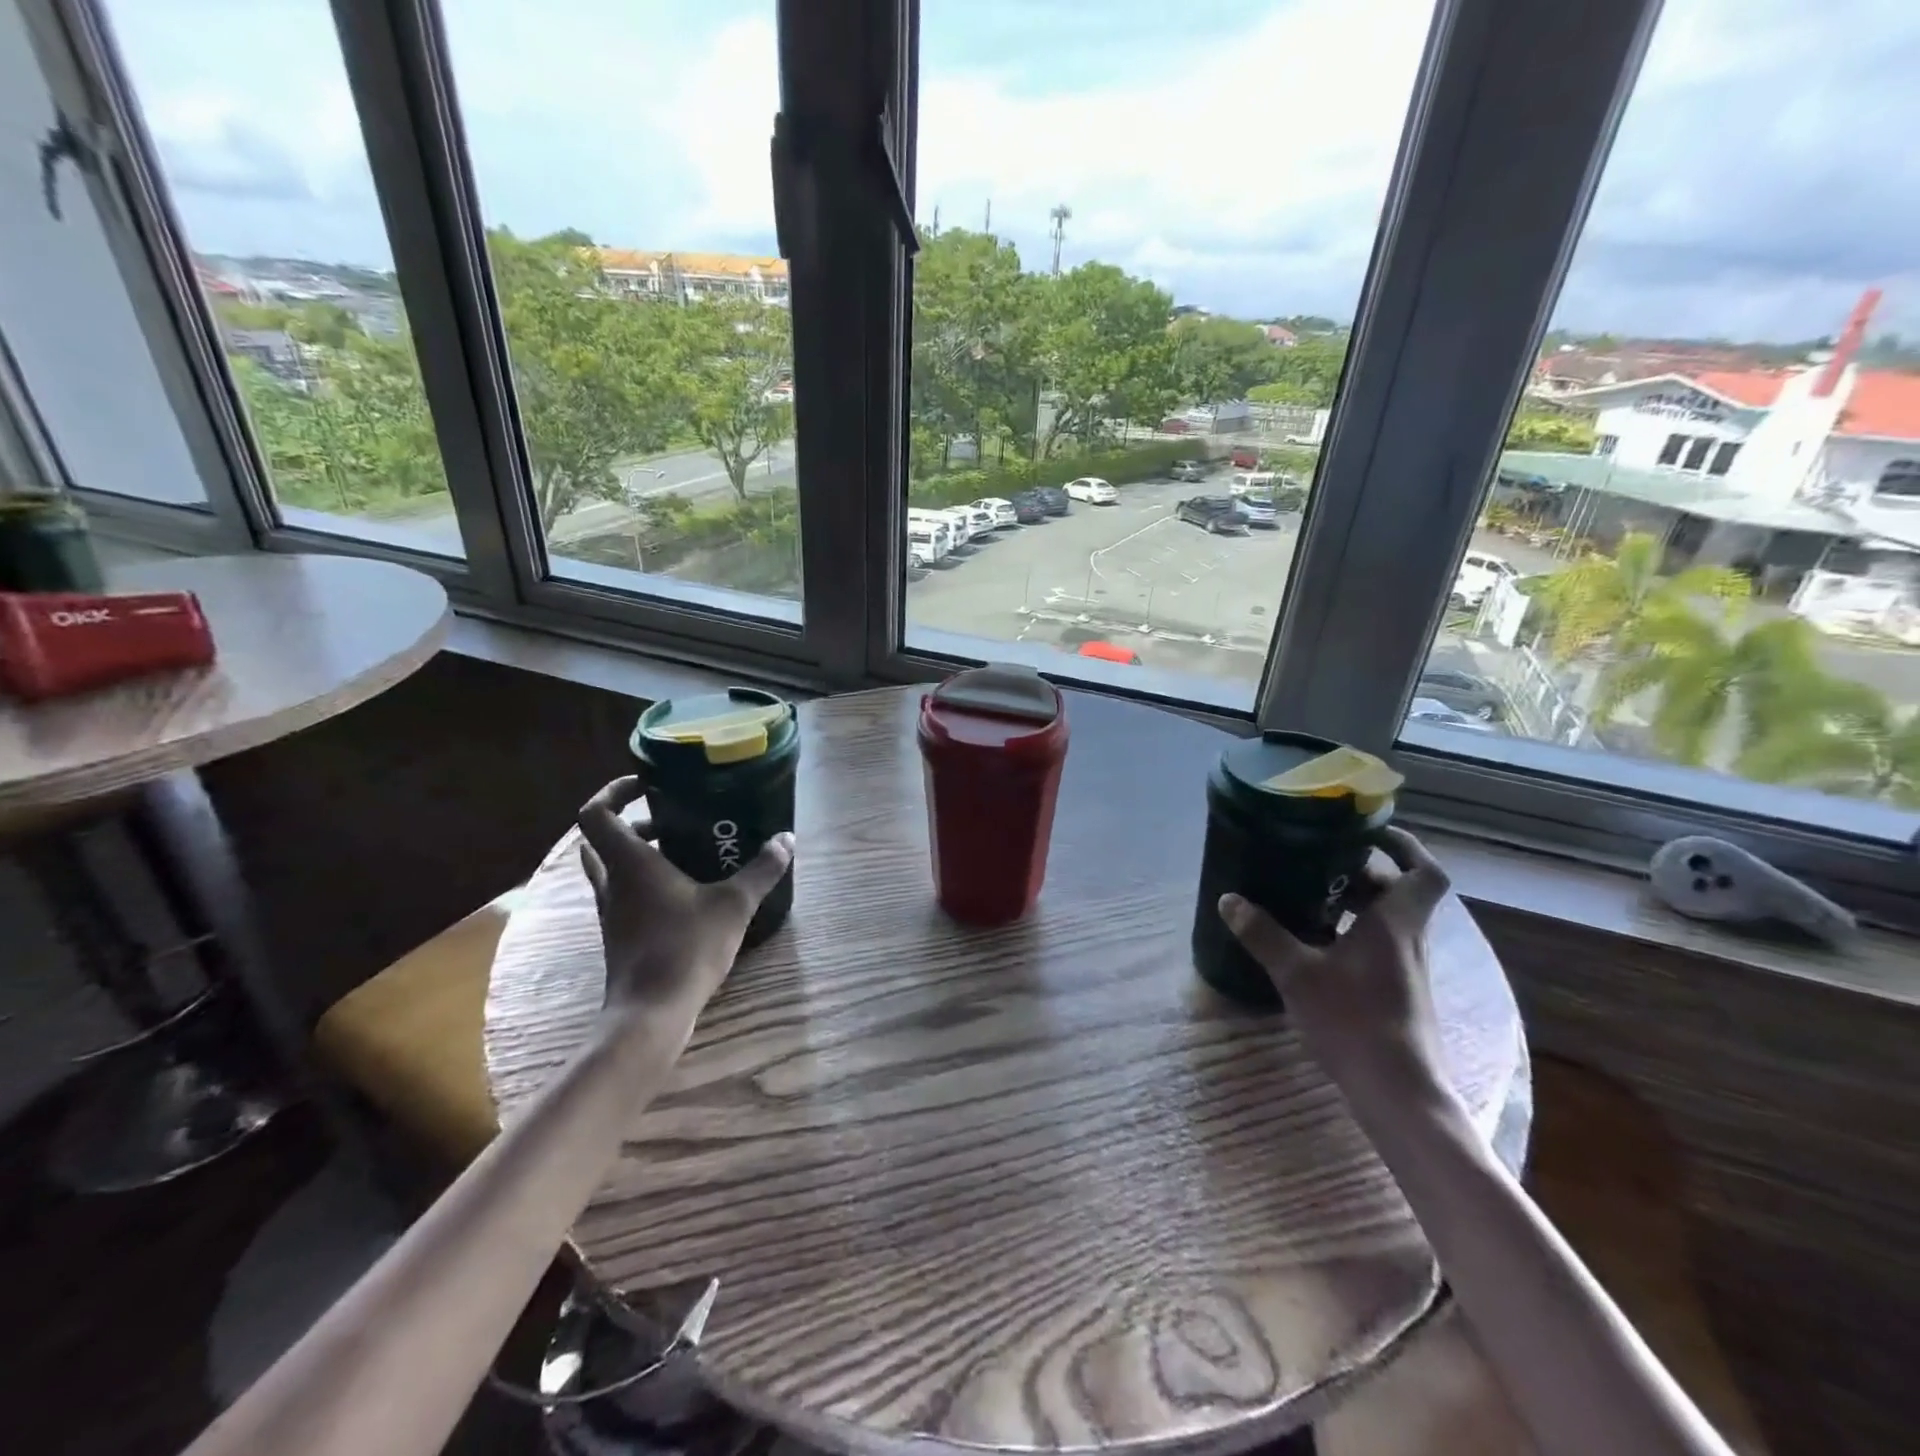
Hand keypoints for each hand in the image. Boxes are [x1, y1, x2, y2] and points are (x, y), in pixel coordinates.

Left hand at [576, 776, 793, 1017]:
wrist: (651, 1013)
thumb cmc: (686, 948)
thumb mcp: (734, 904)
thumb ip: (762, 870)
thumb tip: (786, 839)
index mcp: (630, 863)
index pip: (596, 813)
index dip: (614, 791)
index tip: (647, 785)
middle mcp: (613, 883)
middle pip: (602, 840)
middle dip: (633, 824)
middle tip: (672, 821)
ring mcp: (613, 913)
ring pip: (612, 869)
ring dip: (638, 855)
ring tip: (683, 853)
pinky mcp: (621, 936)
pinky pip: (625, 895)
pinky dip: (645, 884)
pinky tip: (685, 894)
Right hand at [1219, 827, 1452, 1109]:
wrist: (1398, 1094)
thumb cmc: (1355, 1022)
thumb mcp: (1297, 974)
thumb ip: (1263, 934)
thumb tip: (1229, 900)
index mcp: (1395, 923)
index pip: (1424, 872)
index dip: (1405, 845)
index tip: (1370, 832)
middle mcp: (1408, 940)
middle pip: (1396, 892)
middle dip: (1359, 872)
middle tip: (1316, 862)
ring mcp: (1406, 969)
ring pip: (1385, 920)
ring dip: (1353, 904)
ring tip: (1305, 897)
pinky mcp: (1397, 993)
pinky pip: (1377, 945)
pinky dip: (1350, 933)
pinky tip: (1313, 945)